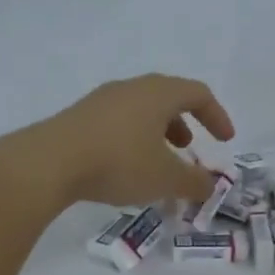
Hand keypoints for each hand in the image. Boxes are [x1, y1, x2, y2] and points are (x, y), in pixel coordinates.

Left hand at [0, 74, 236, 209]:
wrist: (49, 163)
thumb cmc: (118, 163)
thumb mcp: (165, 178)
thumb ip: (194, 182)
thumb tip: (210, 185)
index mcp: (158, 93)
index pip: (198, 93)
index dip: (217, 115)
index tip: (225, 140)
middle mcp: (130, 88)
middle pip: (167, 98)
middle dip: (184, 124)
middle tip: (189, 149)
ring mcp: (100, 101)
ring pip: (140, 111)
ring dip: (157, 134)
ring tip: (157, 164)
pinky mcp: (78, 118)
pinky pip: (117, 123)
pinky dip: (132, 140)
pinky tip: (124, 168)